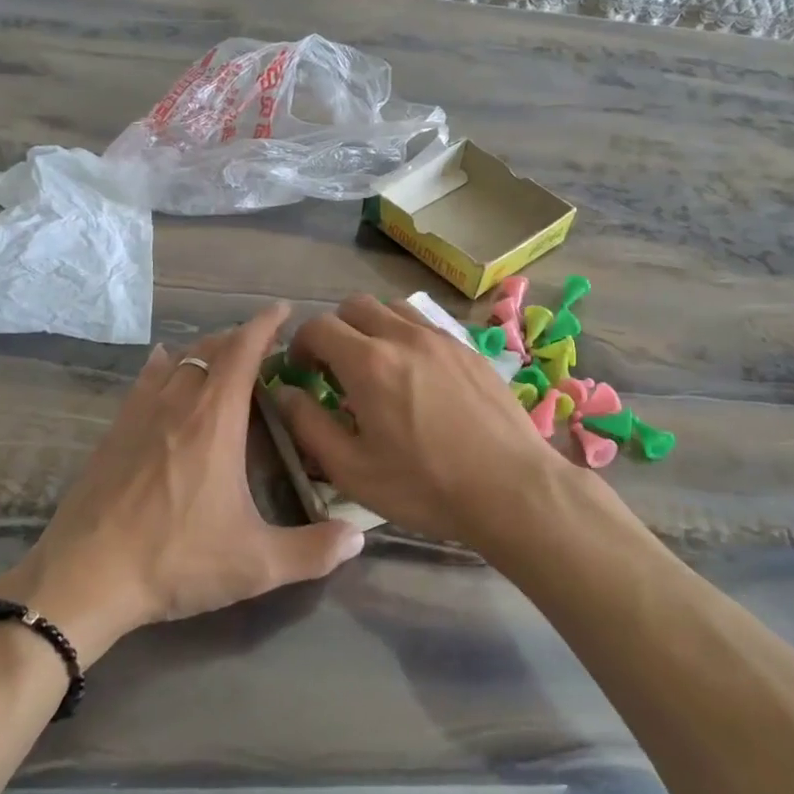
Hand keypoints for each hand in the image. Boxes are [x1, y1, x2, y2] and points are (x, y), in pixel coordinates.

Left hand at [0, 304, 364, 664]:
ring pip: (178, 360)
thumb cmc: (176, 560)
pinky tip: (163, 363)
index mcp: (215, 419)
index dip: (265, 324)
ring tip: (224, 357)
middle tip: (264, 346)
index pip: (244, 350)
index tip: (283, 310)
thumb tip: (358, 536)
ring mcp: (140, 413)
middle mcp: (178, 403)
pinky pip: (144, 380)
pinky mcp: (114, 431)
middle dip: (240, 338)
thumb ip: (313, 551)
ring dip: (205, 350)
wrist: (84, 578)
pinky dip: (163, 364)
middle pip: (211, 348)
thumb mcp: (255, 564)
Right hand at [273, 294, 582, 551]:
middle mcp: (403, 336)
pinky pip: (426, 325)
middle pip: (354, 306)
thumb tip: (282, 392)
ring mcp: (441, 338)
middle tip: (336, 370)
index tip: (302, 372)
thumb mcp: (352, 469)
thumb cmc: (424, 485)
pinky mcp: (469, 349)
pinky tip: (416, 375)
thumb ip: (308, 425)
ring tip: (376, 367)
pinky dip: (406, 336)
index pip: (318, 327)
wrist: (511, 488)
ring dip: (372, 328)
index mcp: (369, 362)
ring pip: (393, 308)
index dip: (301, 345)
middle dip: (335, 331)